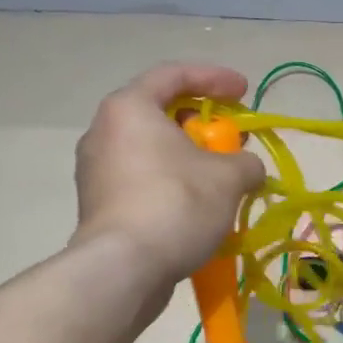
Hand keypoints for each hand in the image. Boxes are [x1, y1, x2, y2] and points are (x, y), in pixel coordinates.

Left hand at [71, 63, 266, 283]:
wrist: (124, 268)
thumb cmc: (176, 204)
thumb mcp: (229, 177)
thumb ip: (246, 163)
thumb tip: (246, 169)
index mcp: (130, 109)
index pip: (173, 75)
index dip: (214, 78)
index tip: (244, 91)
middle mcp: (104, 132)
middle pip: (160, 114)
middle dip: (202, 124)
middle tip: (232, 140)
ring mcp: (96, 171)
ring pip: (152, 151)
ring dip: (188, 159)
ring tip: (220, 179)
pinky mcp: (99, 206)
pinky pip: (143, 181)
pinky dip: (172, 184)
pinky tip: (198, 207)